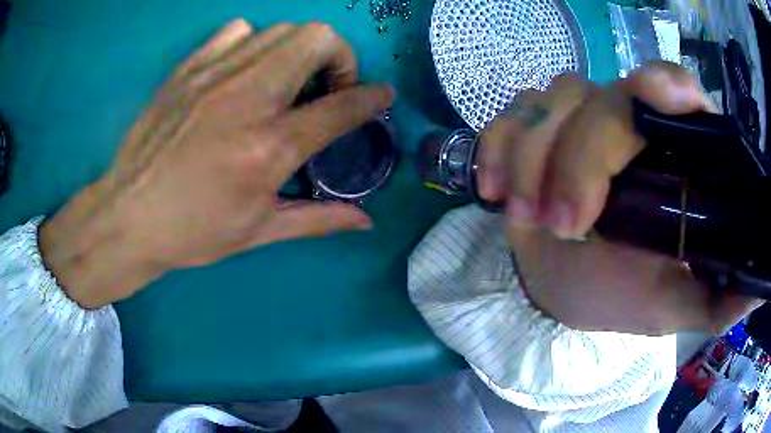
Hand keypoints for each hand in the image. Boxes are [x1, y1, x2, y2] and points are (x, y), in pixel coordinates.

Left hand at [39, 20, 393, 308]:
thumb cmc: (192, 232)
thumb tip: (366, 221)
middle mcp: (247, 97)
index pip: (342, 106)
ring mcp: (215, 75)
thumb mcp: (259, 232)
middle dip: (339, 57)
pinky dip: (254, 43)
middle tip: (327, 86)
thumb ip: (319, 219)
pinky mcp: (189, 68)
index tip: (382, 96)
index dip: (373, 97)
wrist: (128, 216)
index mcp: (269, 147)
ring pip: (281, 29)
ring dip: (299, 50)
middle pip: (317, 39)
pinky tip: (244, 71)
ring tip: (287, 80)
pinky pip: (237, 31)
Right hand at [478, 62, 760, 334]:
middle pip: (606, 98)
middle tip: (564, 224)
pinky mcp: (535, 128)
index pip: (679, 91)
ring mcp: (578, 119)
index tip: (649, 96)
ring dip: (531, 161)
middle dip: (579, 158)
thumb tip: (756, 288)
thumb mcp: (674, 305)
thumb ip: (717, 300)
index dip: (666, 86)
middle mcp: (631, 123)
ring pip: (551, 101)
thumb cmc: (621, 295)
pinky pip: (509, 116)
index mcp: (675, 157)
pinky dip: (496, 148)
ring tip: (525, 218)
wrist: (562, 286)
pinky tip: (494, 190)